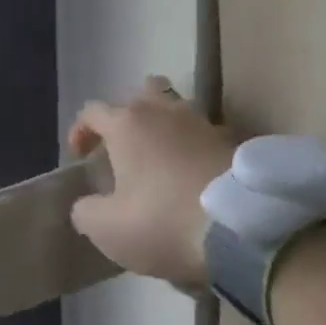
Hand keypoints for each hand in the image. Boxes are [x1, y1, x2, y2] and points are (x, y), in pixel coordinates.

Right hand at [67, 77, 239, 287]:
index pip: (92, 111)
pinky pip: (204, 135)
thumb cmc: (163, 220)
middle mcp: (164, 112)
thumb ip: (85, 211)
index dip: (80, 131)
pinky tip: (193, 175)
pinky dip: (194, 148)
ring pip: (177, 109)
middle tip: (124, 148)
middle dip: (128, 116)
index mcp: (127, 124)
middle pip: (141, 94)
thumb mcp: (106, 228)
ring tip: (161, 158)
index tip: (80, 158)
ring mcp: (204, 123)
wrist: (244, 230)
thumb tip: (87, 205)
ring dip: (165, 128)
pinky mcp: (235, 143)